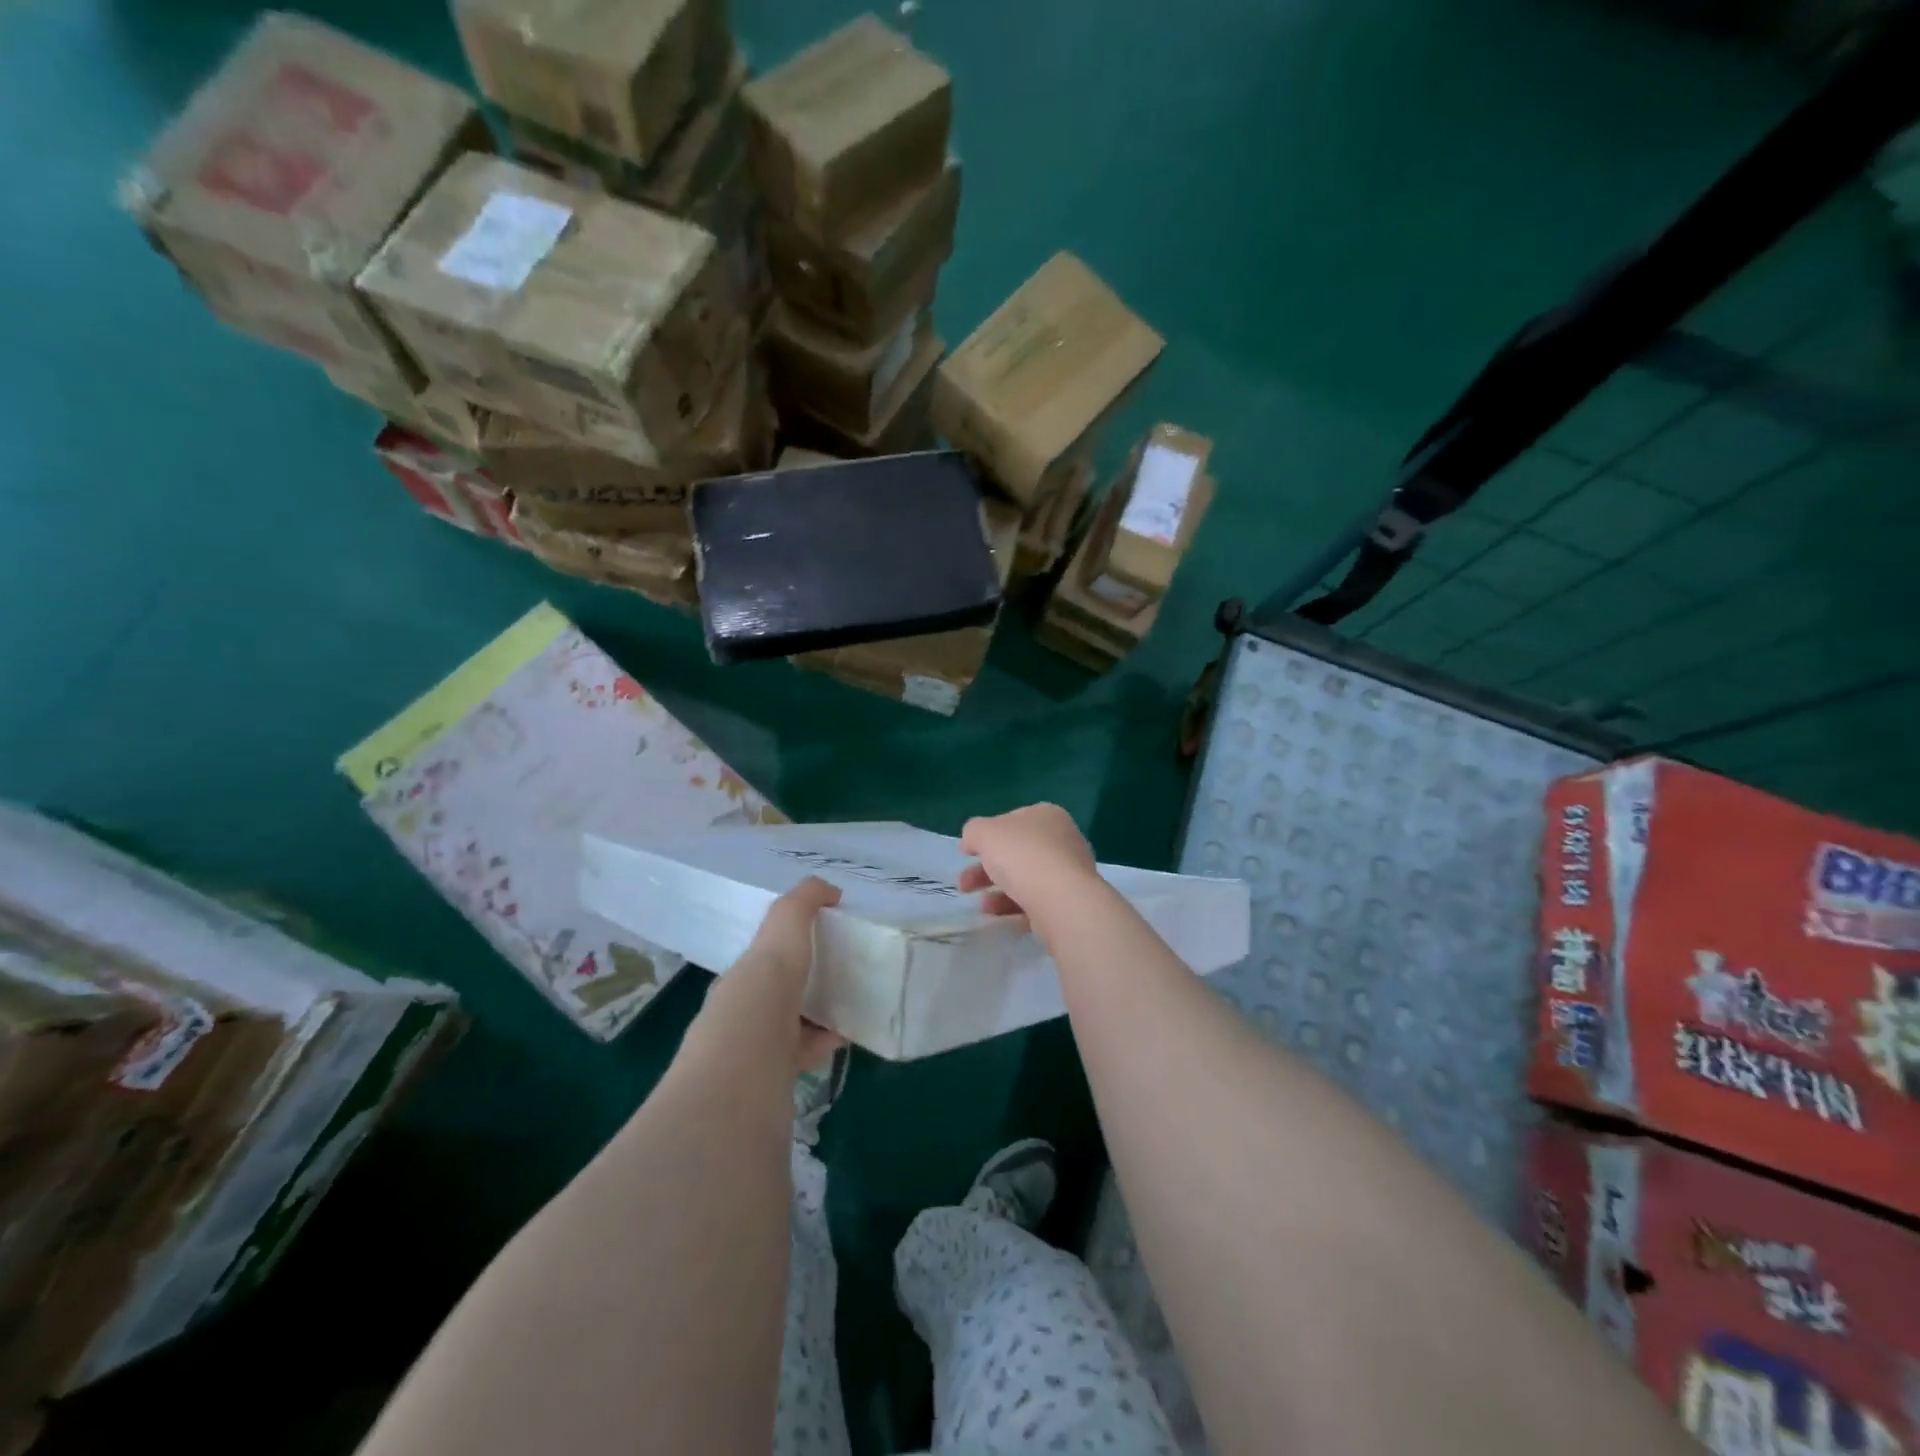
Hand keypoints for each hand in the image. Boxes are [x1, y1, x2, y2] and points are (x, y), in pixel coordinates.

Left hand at [695, 876, 844, 1074]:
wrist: (745, 1074)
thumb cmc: (761, 995)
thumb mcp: (781, 933)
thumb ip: (801, 903)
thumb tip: (829, 890)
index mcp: (740, 979)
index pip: (763, 958)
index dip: (790, 945)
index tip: (825, 938)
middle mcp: (741, 1014)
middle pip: (777, 993)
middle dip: (806, 980)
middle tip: (846, 970)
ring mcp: (753, 1052)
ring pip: (790, 1026)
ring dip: (818, 1013)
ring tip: (854, 1001)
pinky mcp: (773, 1082)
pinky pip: (804, 1055)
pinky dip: (826, 1042)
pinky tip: (849, 1036)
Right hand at [958, 804, 1100, 928]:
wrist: (1062, 900)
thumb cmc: (1022, 856)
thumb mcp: (984, 833)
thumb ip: (973, 832)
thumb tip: (972, 842)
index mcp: (1046, 815)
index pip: (1010, 821)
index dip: (985, 836)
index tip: (966, 855)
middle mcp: (1062, 839)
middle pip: (1016, 852)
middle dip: (985, 869)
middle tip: (964, 886)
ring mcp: (1069, 871)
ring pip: (1025, 878)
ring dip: (998, 890)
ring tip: (982, 906)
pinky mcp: (1070, 899)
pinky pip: (1037, 900)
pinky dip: (1015, 906)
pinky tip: (999, 915)